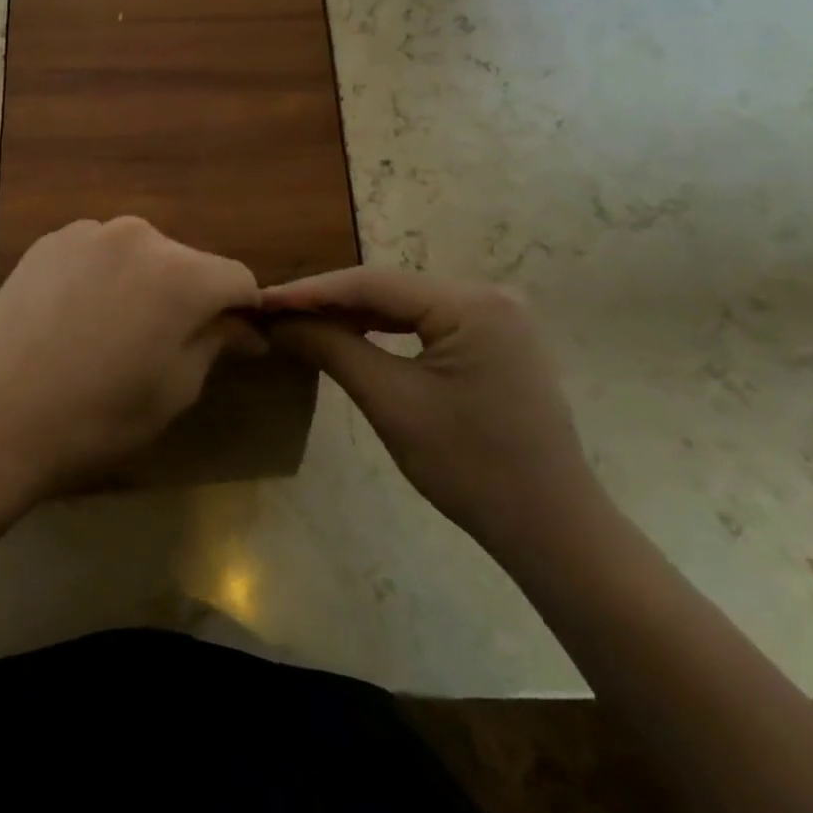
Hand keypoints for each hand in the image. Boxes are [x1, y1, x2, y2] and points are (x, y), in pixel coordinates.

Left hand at [0, 218, 263, 496]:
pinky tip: (77, 316)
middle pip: (186, 262)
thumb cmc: (99, 415)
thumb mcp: (174, 389)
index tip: (235, 341)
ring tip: (114, 330)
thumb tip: (245, 329)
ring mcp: (87, 233)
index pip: (236, 279)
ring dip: (143, 283)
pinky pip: (96, 253)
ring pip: (139, 254)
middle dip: (190, 296)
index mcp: (181, 274)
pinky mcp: (49, 242)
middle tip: (166, 343)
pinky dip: (102, 276)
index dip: (243, 311)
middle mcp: (138, 236)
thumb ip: (216, 343)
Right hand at [262, 268, 604, 561]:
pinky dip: (385, 330)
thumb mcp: (391, 402)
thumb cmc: (470, 466)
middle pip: (389, 289)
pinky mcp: (495, 342)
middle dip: (328, 301)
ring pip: (406, 305)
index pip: (372, 283)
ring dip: (353, 314)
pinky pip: (426, 324)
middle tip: (273, 311)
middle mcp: (488, 295)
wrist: (551, 529)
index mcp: (471, 303)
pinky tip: (349, 334)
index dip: (310, 291)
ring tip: (299, 321)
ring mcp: (496, 318)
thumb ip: (332, 348)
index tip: (261, 300)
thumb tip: (279, 321)